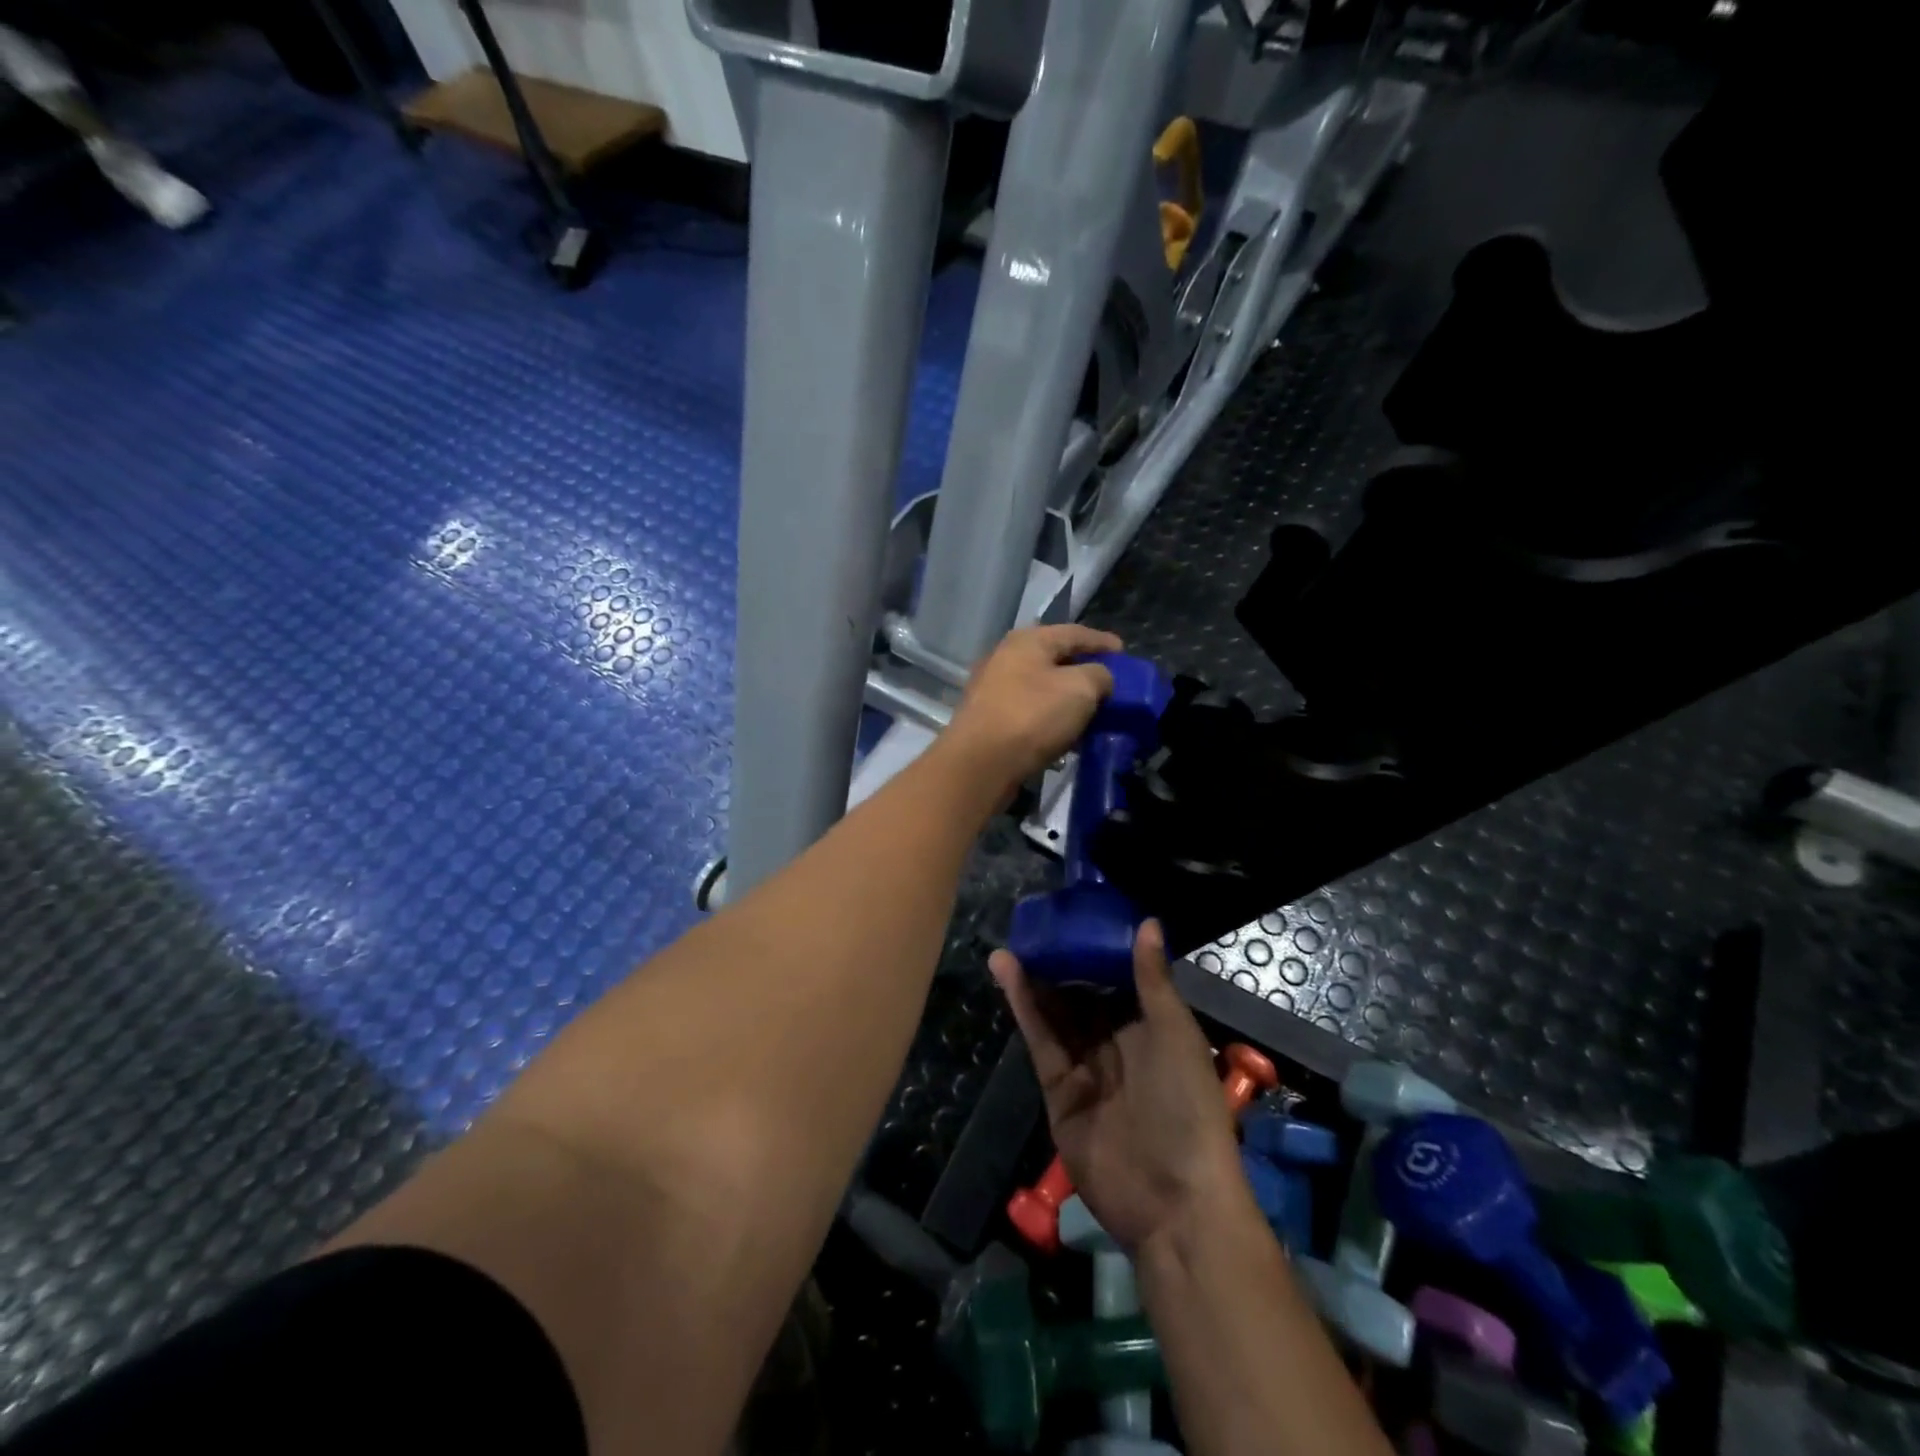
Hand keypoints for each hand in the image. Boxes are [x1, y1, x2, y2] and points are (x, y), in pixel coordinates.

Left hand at [942, 624, 1122, 796]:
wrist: (980, 763)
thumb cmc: (1033, 716)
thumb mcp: (1080, 689)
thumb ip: (1099, 676)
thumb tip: (1100, 678)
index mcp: (1027, 641)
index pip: (1074, 632)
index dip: (1102, 641)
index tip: (1124, 652)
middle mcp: (1006, 658)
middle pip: (1055, 658)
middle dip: (1084, 670)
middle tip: (1110, 683)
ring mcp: (994, 689)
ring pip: (1042, 687)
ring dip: (1068, 697)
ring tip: (1093, 711)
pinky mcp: (990, 719)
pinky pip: (1030, 711)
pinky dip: (1052, 717)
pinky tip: (1067, 733)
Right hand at [990, 921, 1243, 1255]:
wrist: (1174, 1201)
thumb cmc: (1187, 1106)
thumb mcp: (1175, 1034)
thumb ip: (1153, 980)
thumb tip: (1149, 922)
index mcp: (1152, 1029)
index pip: (1119, 980)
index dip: (1096, 950)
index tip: (1074, 916)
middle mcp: (1117, 1045)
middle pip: (1082, 996)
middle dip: (1060, 964)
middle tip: (1033, 926)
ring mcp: (1086, 1069)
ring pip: (1056, 1015)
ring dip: (1035, 980)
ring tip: (1012, 942)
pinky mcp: (1059, 1091)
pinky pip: (1040, 1041)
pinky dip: (1024, 1008)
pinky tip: (1008, 974)